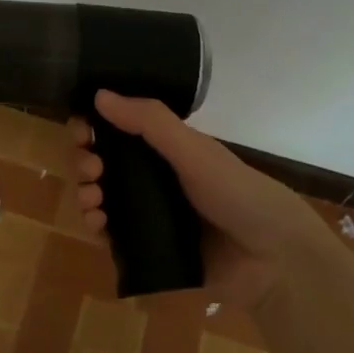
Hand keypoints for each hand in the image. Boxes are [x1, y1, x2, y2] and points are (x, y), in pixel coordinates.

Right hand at [69, 89, 339, 309]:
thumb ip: (150, 122)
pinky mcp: (149, 251)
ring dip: (87, 194)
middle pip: (106, 166)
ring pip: (104, 200)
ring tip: (92, 199)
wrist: (272, 258)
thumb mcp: (193, 150)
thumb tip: (100, 94)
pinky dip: (97, 228)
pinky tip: (96, 224)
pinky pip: (112, 238)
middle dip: (87, 162)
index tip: (81, 130)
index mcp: (168, 151)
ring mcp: (151, 217)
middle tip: (91, 167)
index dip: (95, 128)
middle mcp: (156, 180)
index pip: (119, 132)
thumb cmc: (236, 193)